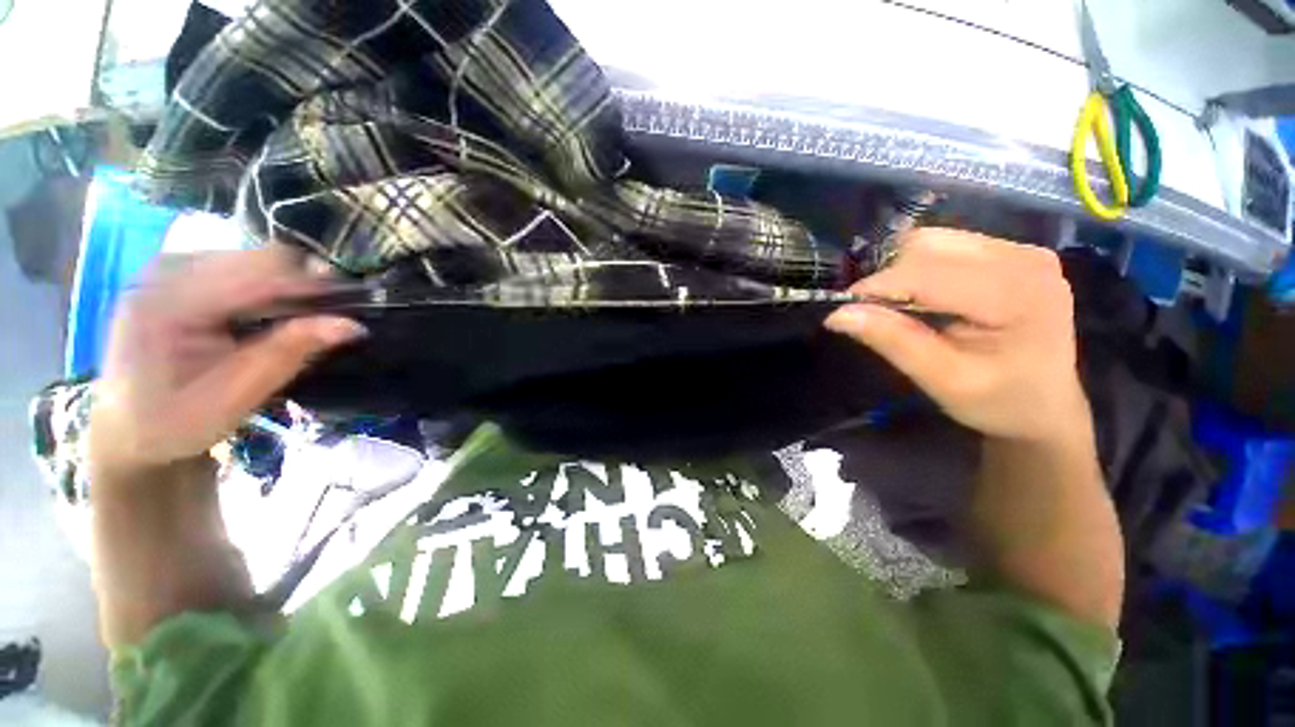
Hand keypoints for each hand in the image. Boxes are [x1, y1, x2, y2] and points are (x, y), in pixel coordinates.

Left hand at [88, 247, 365, 482]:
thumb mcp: (236, 396)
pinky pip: (242, 268)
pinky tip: (272, 317)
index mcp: (169, 301)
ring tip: (303, 322)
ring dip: (289, 288)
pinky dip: (270, 290)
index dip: (315, 285)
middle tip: (331, 319)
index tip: (354, 308)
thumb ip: (290, 353)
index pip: (261, 270)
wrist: (127, 428)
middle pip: (261, 258)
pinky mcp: (179, 274)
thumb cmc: (176, 422)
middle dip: (305, 286)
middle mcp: (167, 270)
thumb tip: (353, 325)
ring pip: (256, 259)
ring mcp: (171, 267)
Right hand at [826, 229, 1089, 443]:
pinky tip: (923, 297)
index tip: (843, 312)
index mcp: (1017, 294)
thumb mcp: (942, 380)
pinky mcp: (1010, 251)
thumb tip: (838, 314)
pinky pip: (946, 245)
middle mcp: (1023, 258)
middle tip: (874, 315)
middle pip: (928, 247)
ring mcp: (1020, 249)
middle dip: (888, 279)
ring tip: (899, 307)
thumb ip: (894, 342)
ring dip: (901, 271)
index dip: (877, 288)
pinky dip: (918, 268)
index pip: (927, 273)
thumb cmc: (999, 402)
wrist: (1045, 405)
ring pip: (932, 240)